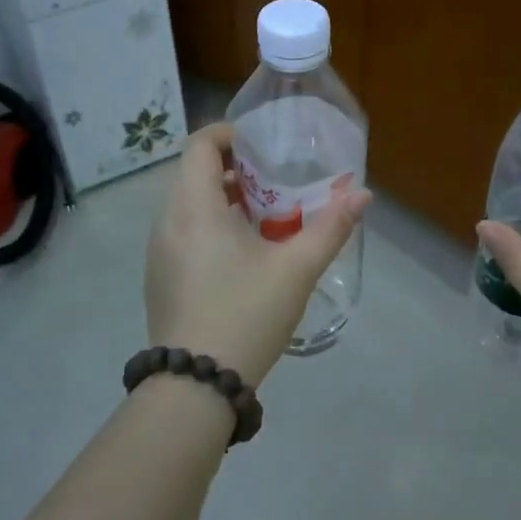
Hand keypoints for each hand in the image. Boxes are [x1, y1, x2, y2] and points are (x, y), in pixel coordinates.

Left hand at [144, 122, 371, 389]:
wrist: (196, 385)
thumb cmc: (246, 314)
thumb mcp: (296, 270)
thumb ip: (331, 227)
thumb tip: (362, 195)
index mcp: (195, 208)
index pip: (199, 145)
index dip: (229, 135)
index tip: (263, 145)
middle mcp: (167, 221)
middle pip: (193, 172)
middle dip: (233, 168)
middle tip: (274, 181)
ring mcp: (158, 251)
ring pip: (187, 204)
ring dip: (222, 198)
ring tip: (264, 217)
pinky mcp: (159, 276)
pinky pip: (182, 231)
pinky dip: (209, 225)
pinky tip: (241, 255)